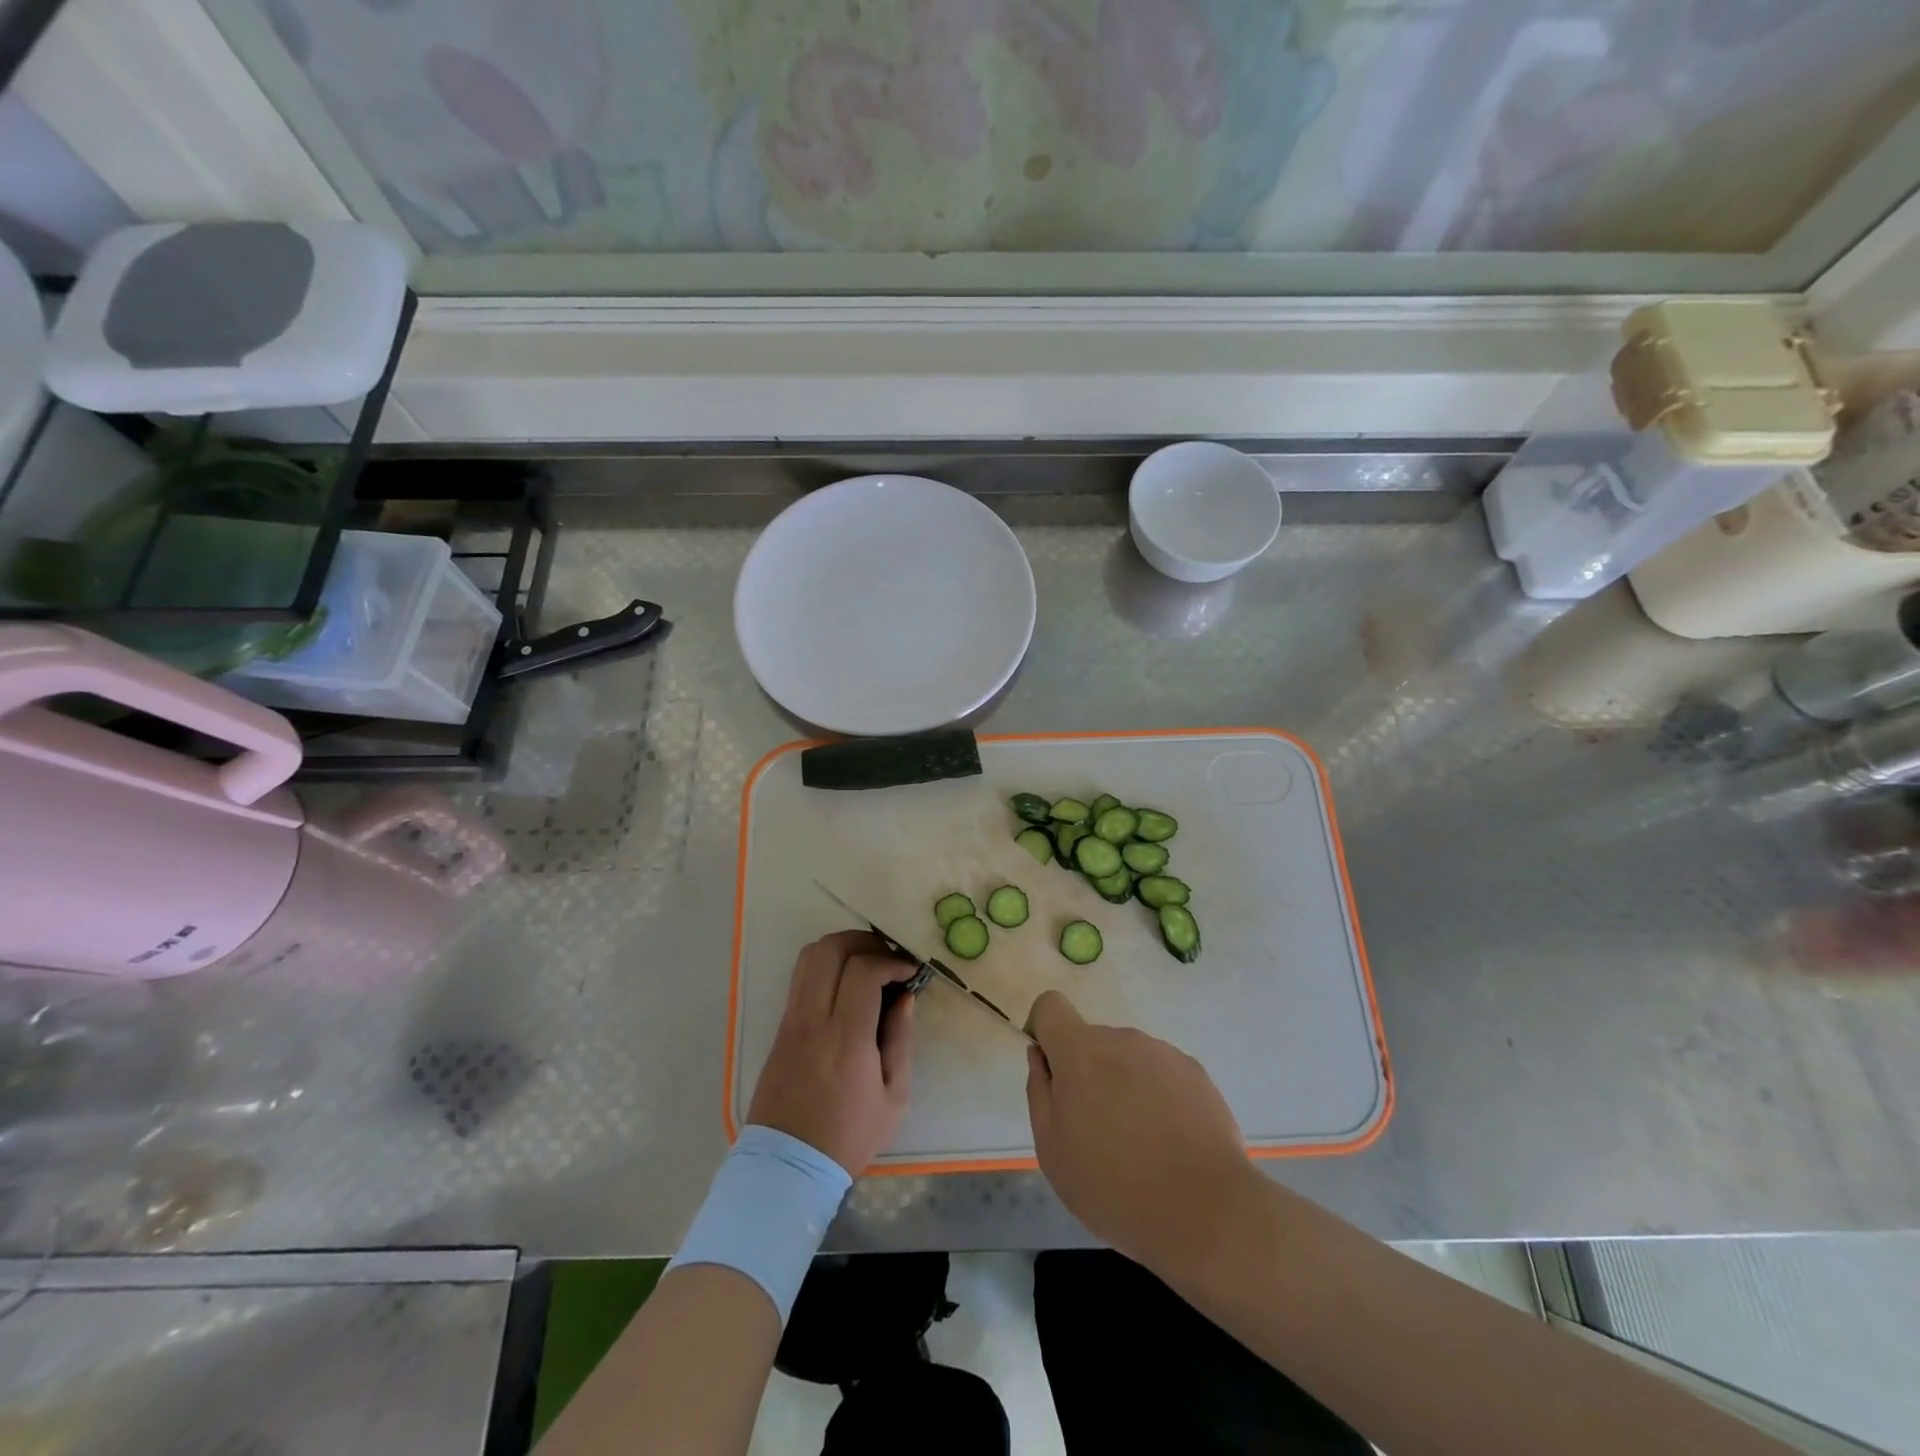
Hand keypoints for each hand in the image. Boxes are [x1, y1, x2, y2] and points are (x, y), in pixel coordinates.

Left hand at [747, 931, 915, 1175]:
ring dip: (842, 948)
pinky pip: (801, 978)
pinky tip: (846, 986)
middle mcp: (813, 1020)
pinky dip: (826, 967)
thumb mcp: (894, 1098)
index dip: (890, 961)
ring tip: (867, 965)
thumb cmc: (849, 1136)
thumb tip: (906, 997)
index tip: (909, 971)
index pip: (863, 972)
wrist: (788, 1166)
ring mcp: (791, 1021)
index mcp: (846, 1040)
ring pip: (810, 956)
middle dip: (864, 942)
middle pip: (830, 950)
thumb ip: (901, 1040)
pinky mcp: (781, 1027)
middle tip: (887, 958)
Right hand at [1025, 990, 1259, 1273]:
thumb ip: (1040, 1093)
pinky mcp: (1196, 1073)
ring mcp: (1163, 1053)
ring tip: (1141, 1145)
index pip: (1050, 1006)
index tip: (1052, 1072)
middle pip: (1092, 1041)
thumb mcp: (1052, 1151)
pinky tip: (1171, 1144)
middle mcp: (1122, 1039)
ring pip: (1128, 1059)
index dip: (1044, 1030)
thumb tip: (1041, 1057)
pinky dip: (1158, 1098)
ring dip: (1124, 1086)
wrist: (1206, 1212)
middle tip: (1098, 1132)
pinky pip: (1162, 1074)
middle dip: (1088, 1074)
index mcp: (1081, 1052)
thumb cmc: (1114, 1187)